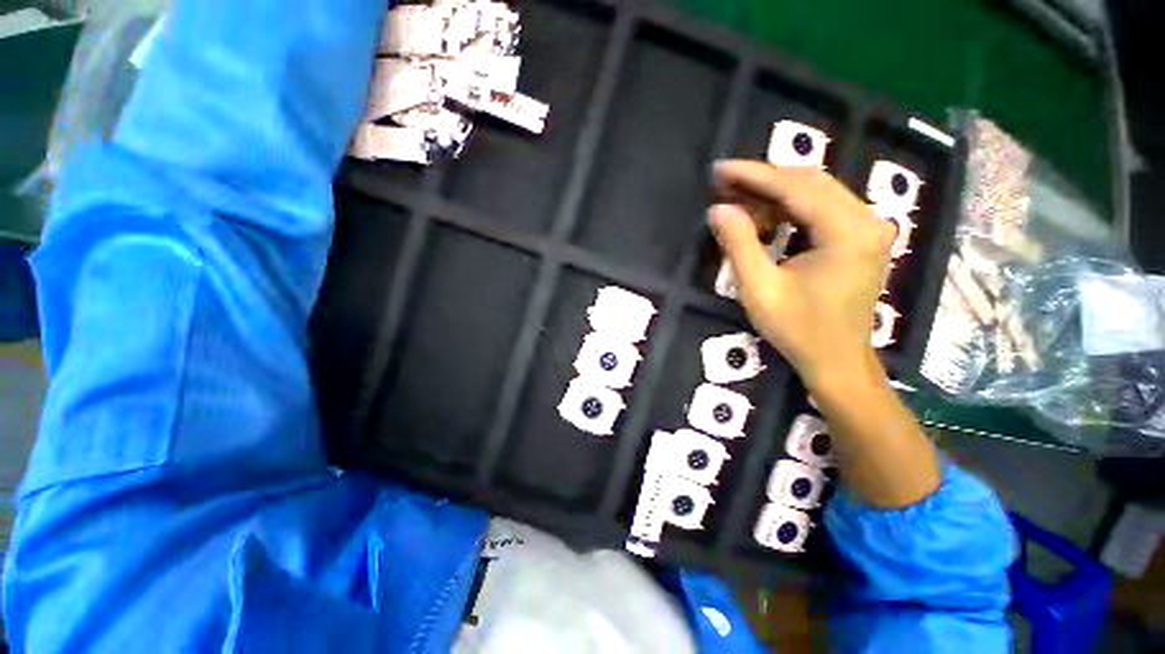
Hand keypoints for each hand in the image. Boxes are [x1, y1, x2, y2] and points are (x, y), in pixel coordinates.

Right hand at [708, 160, 894, 388]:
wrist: (837, 361)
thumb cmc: (798, 330)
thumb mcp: (760, 290)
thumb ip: (739, 245)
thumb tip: (718, 209)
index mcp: (847, 232)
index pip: (796, 187)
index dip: (753, 175)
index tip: (719, 169)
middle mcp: (865, 220)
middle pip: (809, 182)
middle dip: (762, 180)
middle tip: (722, 183)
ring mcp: (866, 229)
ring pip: (815, 193)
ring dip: (773, 195)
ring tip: (736, 202)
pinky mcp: (859, 239)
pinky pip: (820, 211)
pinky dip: (788, 210)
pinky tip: (763, 220)